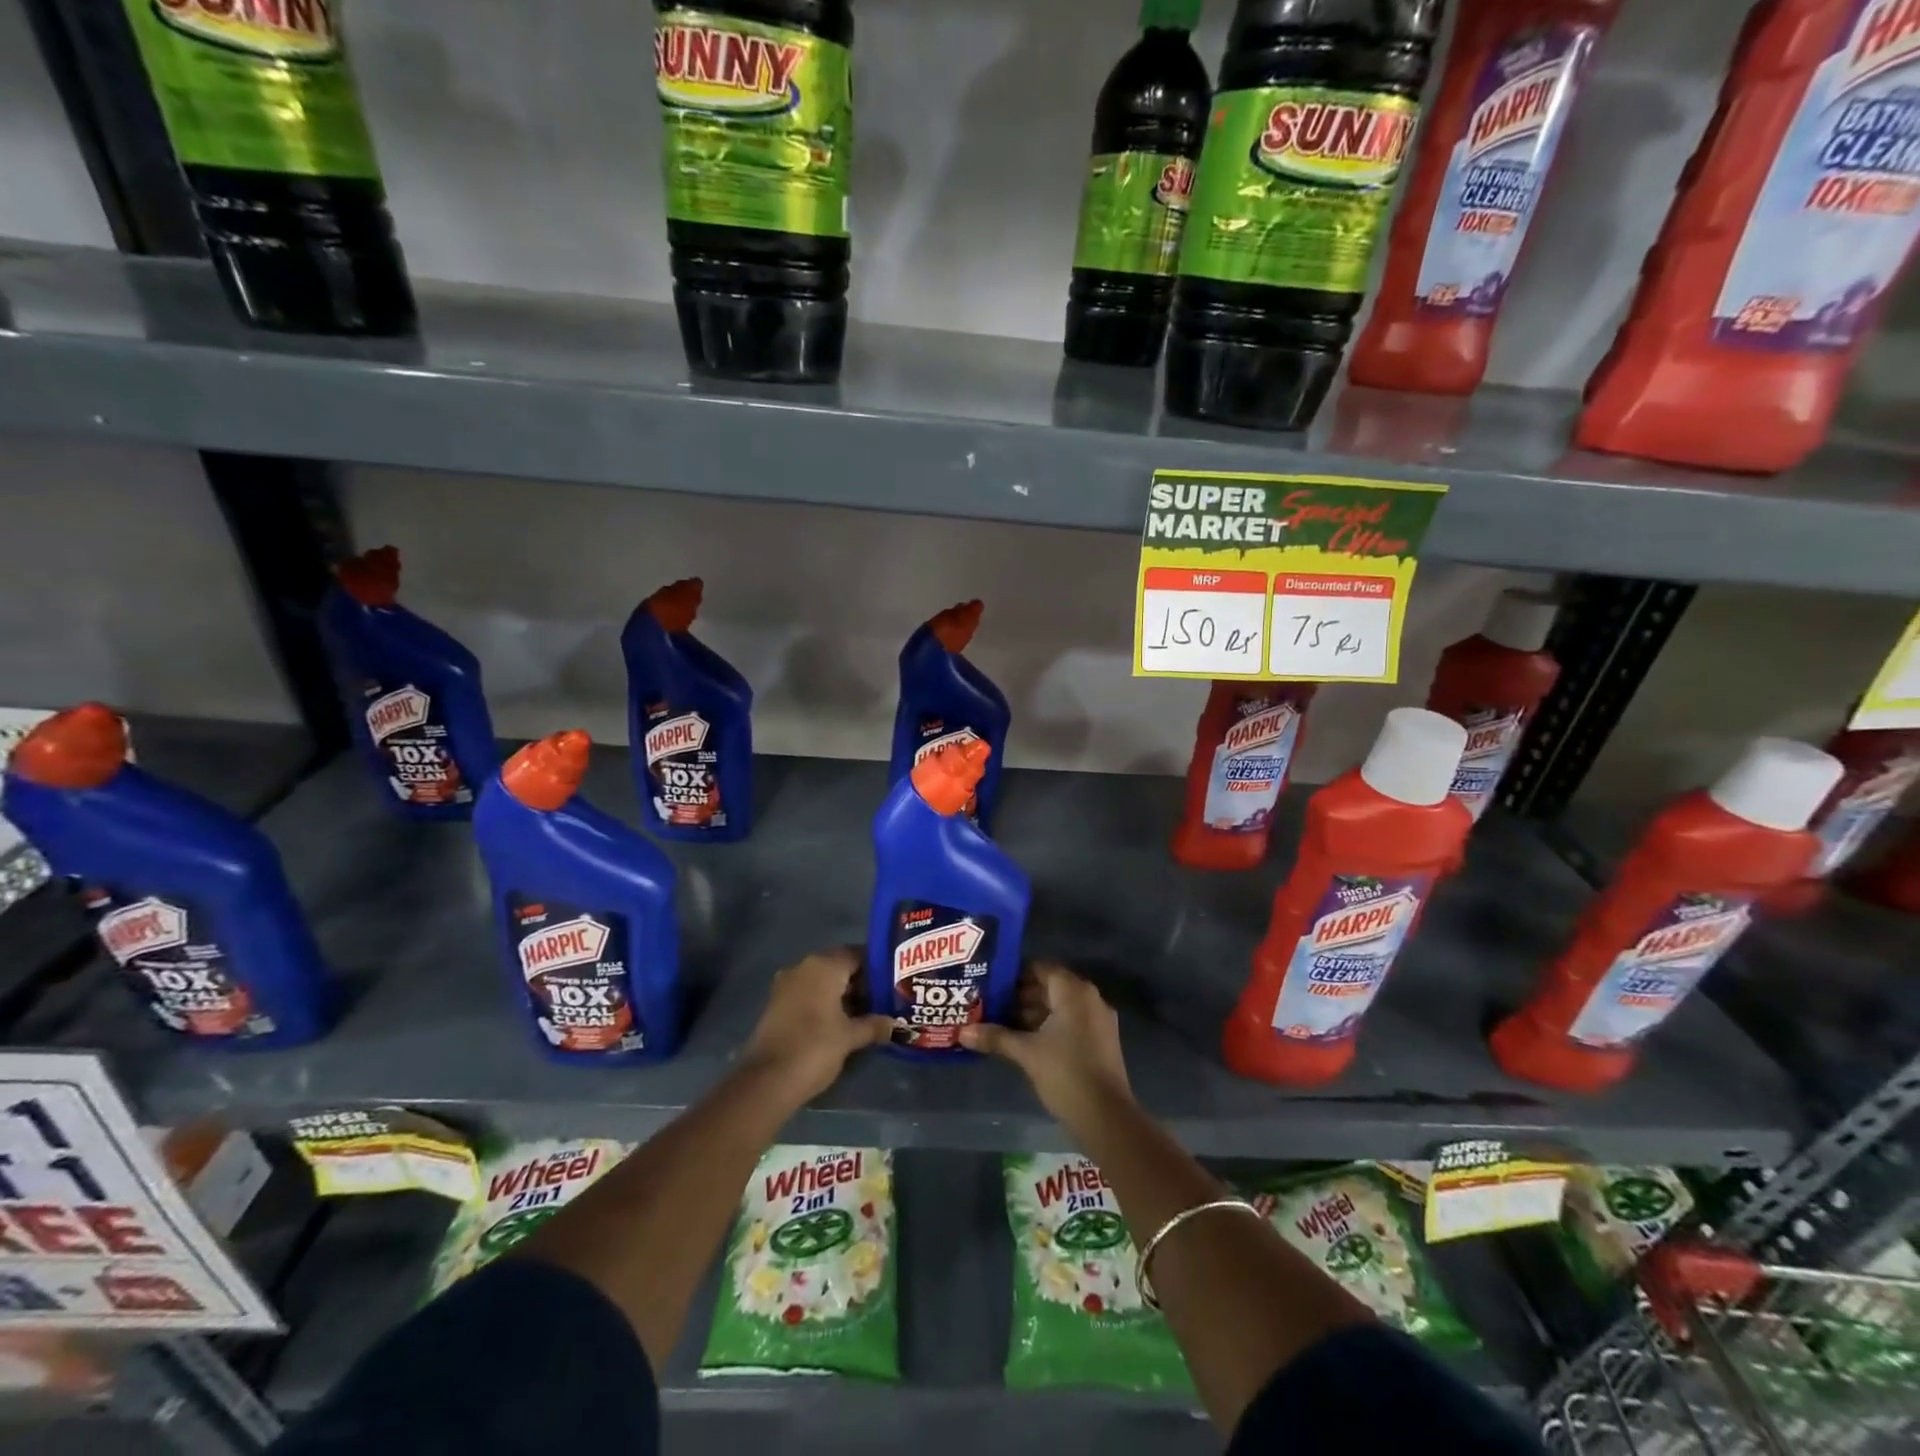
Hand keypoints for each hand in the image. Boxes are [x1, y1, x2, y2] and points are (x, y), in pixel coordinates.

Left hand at [741, 948, 892, 1103]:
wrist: (766, 1081)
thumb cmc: (815, 1048)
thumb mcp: (850, 1037)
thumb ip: (874, 1025)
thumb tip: (894, 1023)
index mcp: (824, 966)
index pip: (857, 954)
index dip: (877, 967)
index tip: (893, 983)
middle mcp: (803, 967)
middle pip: (839, 966)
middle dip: (860, 983)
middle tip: (882, 1001)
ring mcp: (786, 985)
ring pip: (822, 981)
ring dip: (842, 995)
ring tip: (864, 1015)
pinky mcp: (776, 1004)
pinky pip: (807, 994)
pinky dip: (824, 1004)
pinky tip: (839, 1024)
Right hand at [959, 962, 1131, 1128]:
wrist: (1106, 1118)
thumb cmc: (1065, 1073)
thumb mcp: (1026, 1053)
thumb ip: (996, 1037)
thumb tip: (962, 1032)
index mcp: (1074, 992)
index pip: (1041, 969)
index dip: (1015, 974)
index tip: (991, 983)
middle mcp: (1089, 998)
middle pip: (1050, 987)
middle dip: (1020, 996)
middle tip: (989, 1003)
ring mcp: (1098, 1021)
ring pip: (1059, 1007)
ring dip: (1032, 1013)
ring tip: (999, 1023)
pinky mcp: (1100, 1042)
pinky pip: (1070, 1023)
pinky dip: (1048, 1027)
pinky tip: (1023, 1041)